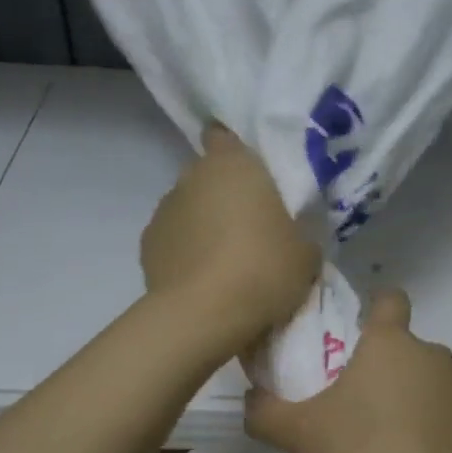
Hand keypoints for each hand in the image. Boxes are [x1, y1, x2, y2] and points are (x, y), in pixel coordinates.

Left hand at [142, 126, 320, 348]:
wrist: (204, 316)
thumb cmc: (263, 269)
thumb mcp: (306, 252)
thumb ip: (298, 230)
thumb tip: (289, 234)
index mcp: (233, 164)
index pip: (225, 137)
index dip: (236, 152)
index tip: (254, 177)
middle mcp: (192, 176)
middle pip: (209, 177)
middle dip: (225, 196)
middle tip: (251, 228)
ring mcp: (163, 210)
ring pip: (189, 209)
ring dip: (204, 226)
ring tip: (226, 262)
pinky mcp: (146, 246)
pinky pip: (174, 241)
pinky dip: (186, 253)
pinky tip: (203, 280)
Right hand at [244, 290, 451, 452]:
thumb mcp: (298, 435)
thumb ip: (265, 411)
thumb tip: (251, 399)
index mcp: (391, 343)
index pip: (390, 299)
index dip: (375, 310)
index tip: (357, 335)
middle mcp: (434, 357)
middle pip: (407, 349)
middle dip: (385, 369)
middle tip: (355, 407)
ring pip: (431, 383)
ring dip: (412, 400)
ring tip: (387, 443)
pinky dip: (437, 431)